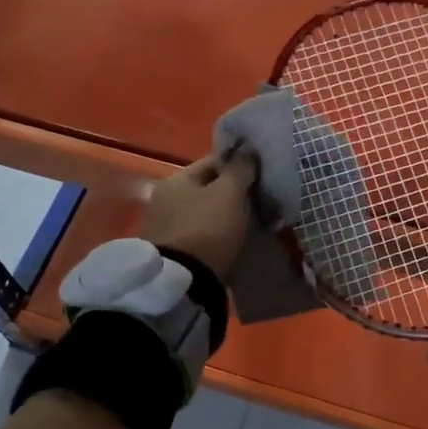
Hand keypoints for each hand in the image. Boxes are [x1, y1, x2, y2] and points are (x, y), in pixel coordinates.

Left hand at [140, 151, 257, 281]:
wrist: (181, 283)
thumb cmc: (206, 229)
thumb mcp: (229, 194)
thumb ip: (239, 168)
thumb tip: (246, 145)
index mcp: (176, 180)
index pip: (213, 162)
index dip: (239, 165)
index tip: (262, 175)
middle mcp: (165, 199)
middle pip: (208, 189)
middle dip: (233, 193)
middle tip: (261, 201)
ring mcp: (166, 228)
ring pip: (205, 213)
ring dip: (226, 216)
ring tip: (252, 224)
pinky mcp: (173, 253)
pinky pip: (202, 235)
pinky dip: (217, 236)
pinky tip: (234, 242)